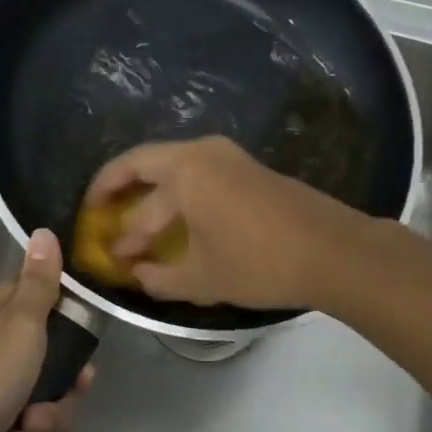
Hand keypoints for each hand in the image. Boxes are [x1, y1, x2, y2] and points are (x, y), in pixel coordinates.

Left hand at [0, 228, 92, 431]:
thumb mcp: (21, 321)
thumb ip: (40, 282)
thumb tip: (44, 229)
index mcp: (4, 313)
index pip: (53, 309)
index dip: (74, 334)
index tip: (84, 355)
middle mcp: (0, 346)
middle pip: (57, 367)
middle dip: (64, 393)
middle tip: (62, 395)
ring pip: (48, 407)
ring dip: (45, 425)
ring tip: (24, 430)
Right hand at [83, 136, 370, 309]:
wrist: (334, 252)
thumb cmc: (258, 262)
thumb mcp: (201, 278)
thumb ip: (159, 277)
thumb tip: (136, 275)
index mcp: (185, 170)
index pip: (130, 180)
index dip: (108, 207)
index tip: (98, 232)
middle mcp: (204, 152)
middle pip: (148, 166)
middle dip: (124, 196)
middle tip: (105, 221)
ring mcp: (230, 158)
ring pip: (176, 172)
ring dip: (154, 200)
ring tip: (140, 231)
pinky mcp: (249, 170)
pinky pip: (200, 177)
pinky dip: (180, 198)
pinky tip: (179, 227)